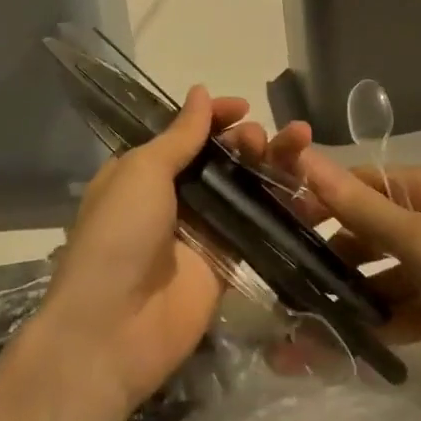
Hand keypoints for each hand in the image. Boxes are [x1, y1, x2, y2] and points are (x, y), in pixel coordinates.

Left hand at [33, 86, 273, 420]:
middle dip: (245, 142)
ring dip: (269, 166)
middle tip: (260, 140)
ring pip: (243, 189)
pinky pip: (258, 228)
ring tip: (294, 149)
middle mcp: (174, 198)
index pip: (186, 134)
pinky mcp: (227, 265)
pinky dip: (283, 207)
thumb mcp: (142, 172)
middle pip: (219, 160)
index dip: (214, 117)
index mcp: (144, 172)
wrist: (113, 330)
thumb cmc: (119, 235)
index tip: (243, 108)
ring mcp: (203, 232)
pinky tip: (307, 190)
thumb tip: (201, 91)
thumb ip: (179, 136)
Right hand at [272, 138, 420, 420]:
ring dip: (341, 298)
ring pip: (375, 277)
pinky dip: (369, 327)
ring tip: (292, 328)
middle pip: (362, 231)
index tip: (264, 222)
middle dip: (322, 256)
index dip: (313, 199)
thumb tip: (306, 157)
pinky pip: (395, 313)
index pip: (356, 184)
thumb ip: (363, 209)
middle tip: (272, 285)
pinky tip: (331, 349)